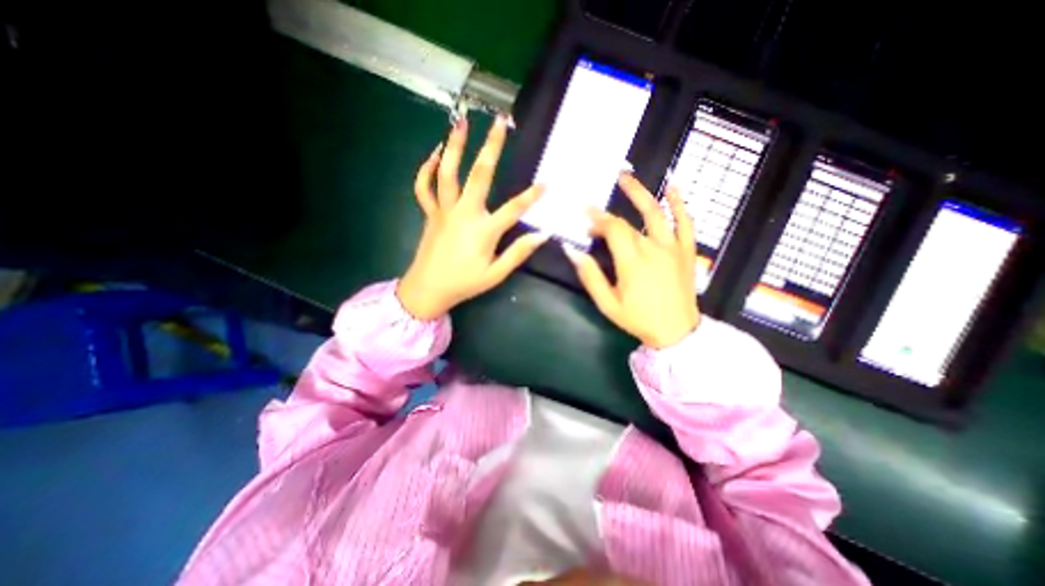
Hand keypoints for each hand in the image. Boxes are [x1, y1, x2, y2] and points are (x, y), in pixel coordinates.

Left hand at [398, 115, 549, 319]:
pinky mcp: (431, 213)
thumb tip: (542, 235)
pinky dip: (426, 169)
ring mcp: (444, 211)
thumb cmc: (465, 283)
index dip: (532, 195)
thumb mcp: (496, 274)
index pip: (514, 208)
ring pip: (447, 173)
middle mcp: (464, 213)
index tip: (547, 182)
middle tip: (499, 121)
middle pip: (479, 174)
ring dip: (455, 146)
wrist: (428, 289)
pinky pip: (424, 187)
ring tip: (461, 122)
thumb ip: (518, 252)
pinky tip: (434, 154)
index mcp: (484, 230)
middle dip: (492, 146)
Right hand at [564, 174, 701, 348]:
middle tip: (593, 208)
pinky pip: (686, 222)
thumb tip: (572, 251)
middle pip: (627, 222)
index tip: (584, 220)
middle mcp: (652, 247)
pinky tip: (673, 187)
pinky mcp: (686, 251)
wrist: (676, 331)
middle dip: (607, 216)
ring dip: (640, 193)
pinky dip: (680, 203)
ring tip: (626, 177)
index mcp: (632, 261)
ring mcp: (673, 247)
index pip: (612, 229)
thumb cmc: (638, 319)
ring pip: (656, 212)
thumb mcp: (607, 303)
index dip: (597, 221)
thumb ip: (590, 276)